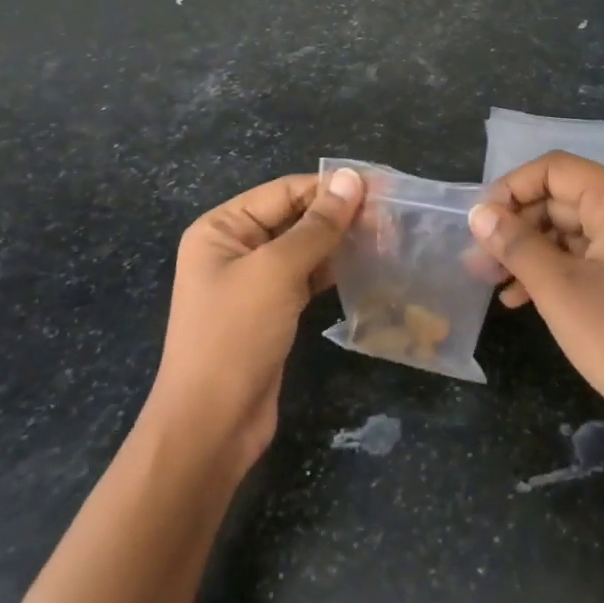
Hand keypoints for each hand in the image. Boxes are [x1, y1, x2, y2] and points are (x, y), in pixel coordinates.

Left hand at [149, 168, 364, 469]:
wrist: (212, 425)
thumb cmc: (235, 336)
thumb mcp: (277, 272)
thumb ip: (317, 225)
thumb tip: (352, 177)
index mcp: (222, 228)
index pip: (285, 191)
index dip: (331, 187)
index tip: (381, 188)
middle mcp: (235, 247)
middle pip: (295, 216)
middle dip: (340, 215)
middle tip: (391, 217)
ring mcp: (253, 281)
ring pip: (305, 247)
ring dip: (341, 242)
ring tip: (387, 238)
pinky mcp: (272, 310)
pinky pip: (306, 277)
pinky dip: (334, 270)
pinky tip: (366, 266)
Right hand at [468, 153, 603, 456]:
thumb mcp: (558, 288)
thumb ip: (516, 244)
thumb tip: (478, 213)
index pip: (556, 169)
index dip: (513, 188)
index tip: (480, 222)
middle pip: (561, 199)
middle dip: (516, 226)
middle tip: (477, 260)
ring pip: (569, 232)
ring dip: (528, 252)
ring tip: (488, 281)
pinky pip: (584, 259)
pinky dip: (552, 272)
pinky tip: (518, 298)